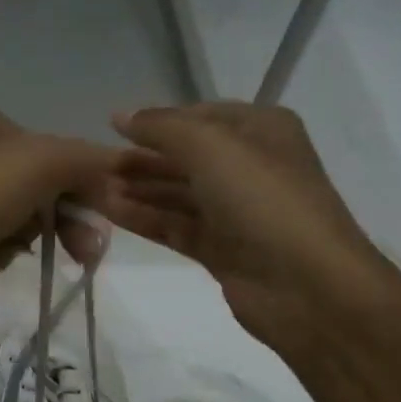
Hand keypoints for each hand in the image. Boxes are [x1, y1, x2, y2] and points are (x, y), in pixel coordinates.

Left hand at [0, 104, 116, 364]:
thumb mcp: (34, 165)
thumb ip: (84, 161)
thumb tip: (117, 172)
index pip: (55, 155)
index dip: (83, 193)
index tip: (101, 233)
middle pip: (33, 194)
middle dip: (48, 227)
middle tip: (80, 257)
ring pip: (6, 230)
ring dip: (6, 249)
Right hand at [99, 103, 400, 356]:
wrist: (306, 285)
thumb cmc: (262, 199)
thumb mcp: (210, 146)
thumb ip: (161, 128)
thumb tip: (119, 116)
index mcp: (261, 130)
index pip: (200, 116)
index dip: (158, 122)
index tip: (113, 129)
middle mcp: (250, 166)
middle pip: (186, 157)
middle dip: (143, 159)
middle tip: (96, 165)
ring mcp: (236, 211)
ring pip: (178, 193)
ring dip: (140, 189)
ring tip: (95, 189)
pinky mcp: (222, 249)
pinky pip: (176, 225)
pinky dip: (146, 218)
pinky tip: (110, 212)